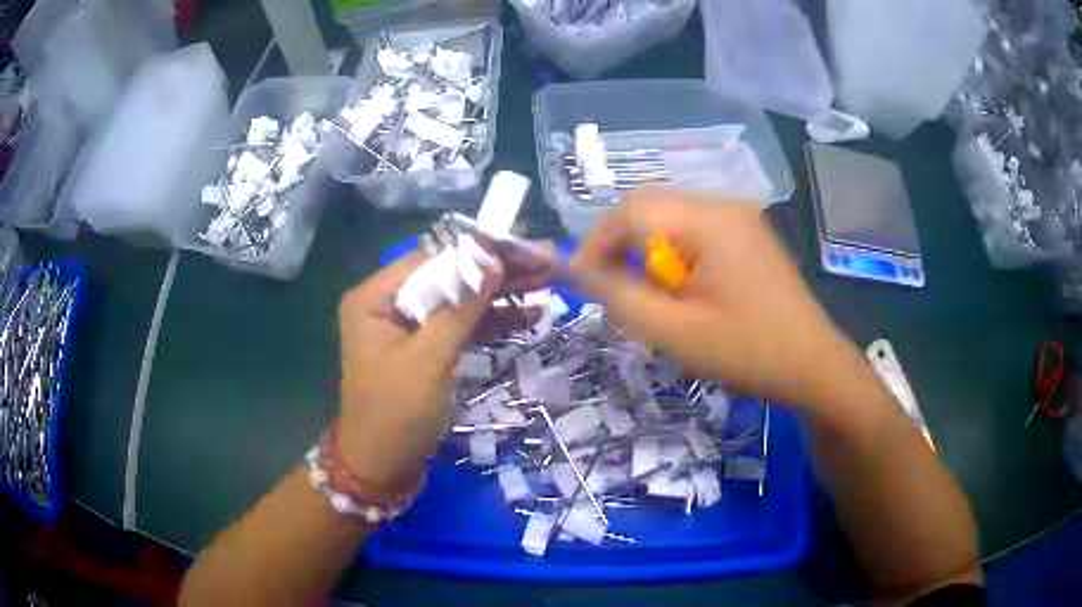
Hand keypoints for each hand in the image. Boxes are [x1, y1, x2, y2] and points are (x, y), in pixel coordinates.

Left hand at [335, 243, 554, 488]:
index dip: (481, 251)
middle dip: (498, 271)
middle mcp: (389, 303)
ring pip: (460, 300)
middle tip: (547, 261)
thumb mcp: (429, 360)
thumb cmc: (396, 414)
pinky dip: (492, 321)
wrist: (382, 467)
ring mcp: (408, 326)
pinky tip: (528, 314)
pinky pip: (460, 325)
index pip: (433, 260)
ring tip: (547, 281)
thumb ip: (460, 308)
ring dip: (502, 293)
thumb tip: (492, 260)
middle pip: (450, 277)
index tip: (525, 248)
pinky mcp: (425, 347)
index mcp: (375, 297)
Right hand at [570, 191, 861, 407]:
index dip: (597, 242)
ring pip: (669, 219)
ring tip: (653, 298)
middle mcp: (724, 204)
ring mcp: (739, 216)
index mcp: (709, 220)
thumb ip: (616, 295)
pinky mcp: (747, 232)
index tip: (584, 283)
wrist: (813, 366)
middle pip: (650, 208)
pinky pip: (694, 231)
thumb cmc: (747, 352)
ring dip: (648, 253)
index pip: (631, 209)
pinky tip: (684, 290)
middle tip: (619, 294)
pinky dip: (674, 256)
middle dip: (622, 248)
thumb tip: (571, 267)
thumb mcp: (673, 331)